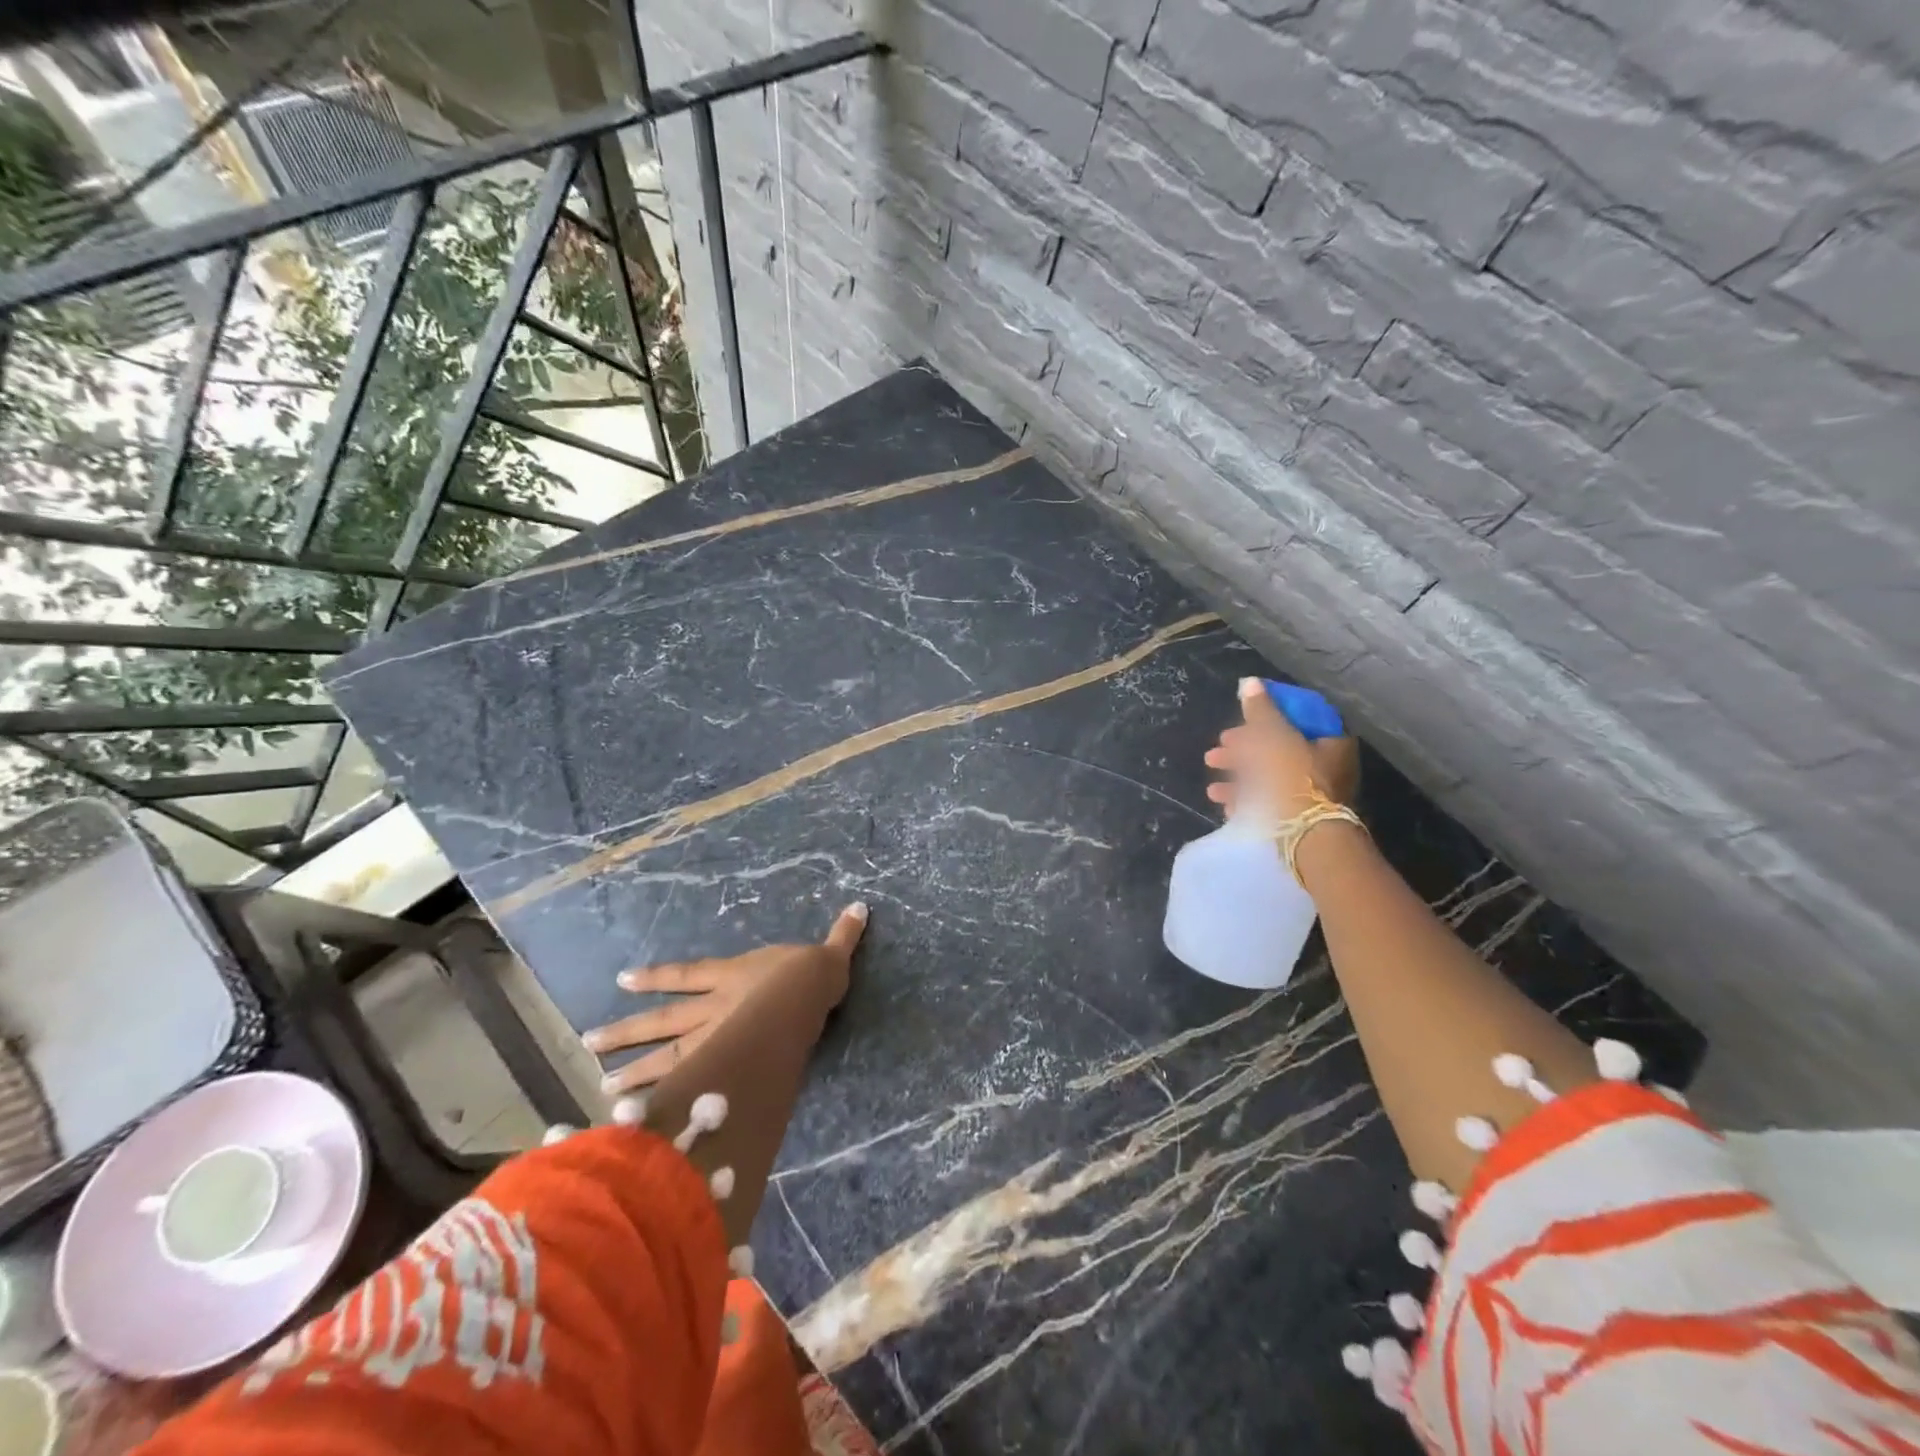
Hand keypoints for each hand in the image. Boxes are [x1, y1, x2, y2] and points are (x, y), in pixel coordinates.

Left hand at [583, 902, 866, 1096]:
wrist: (803, 1000)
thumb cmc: (809, 977)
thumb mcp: (828, 954)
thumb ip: (841, 936)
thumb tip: (861, 907)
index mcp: (733, 978)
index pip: (686, 977)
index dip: (655, 977)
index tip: (621, 980)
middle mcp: (714, 1009)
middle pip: (664, 1021)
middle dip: (629, 1031)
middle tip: (589, 1043)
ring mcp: (715, 1040)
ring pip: (667, 1055)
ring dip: (636, 1071)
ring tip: (602, 1087)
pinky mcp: (724, 1067)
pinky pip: (689, 1082)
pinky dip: (665, 1098)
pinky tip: (640, 1117)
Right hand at [1204, 677, 1360, 820]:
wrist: (1307, 839)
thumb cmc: (1294, 781)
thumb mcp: (1275, 738)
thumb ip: (1261, 711)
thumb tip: (1250, 683)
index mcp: (1331, 743)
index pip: (1298, 718)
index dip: (1266, 715)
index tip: (1240, 719)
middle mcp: (1328, 767)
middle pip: (1278, 748)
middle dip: (1242, 750)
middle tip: (1217, 751)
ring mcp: (1315, 795)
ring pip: (1270, 777)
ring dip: (1238, 779)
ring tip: (1211, 787)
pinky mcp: (1302, 818)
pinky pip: (1270, 803)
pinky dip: (1246, 801)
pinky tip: (1224, 804)